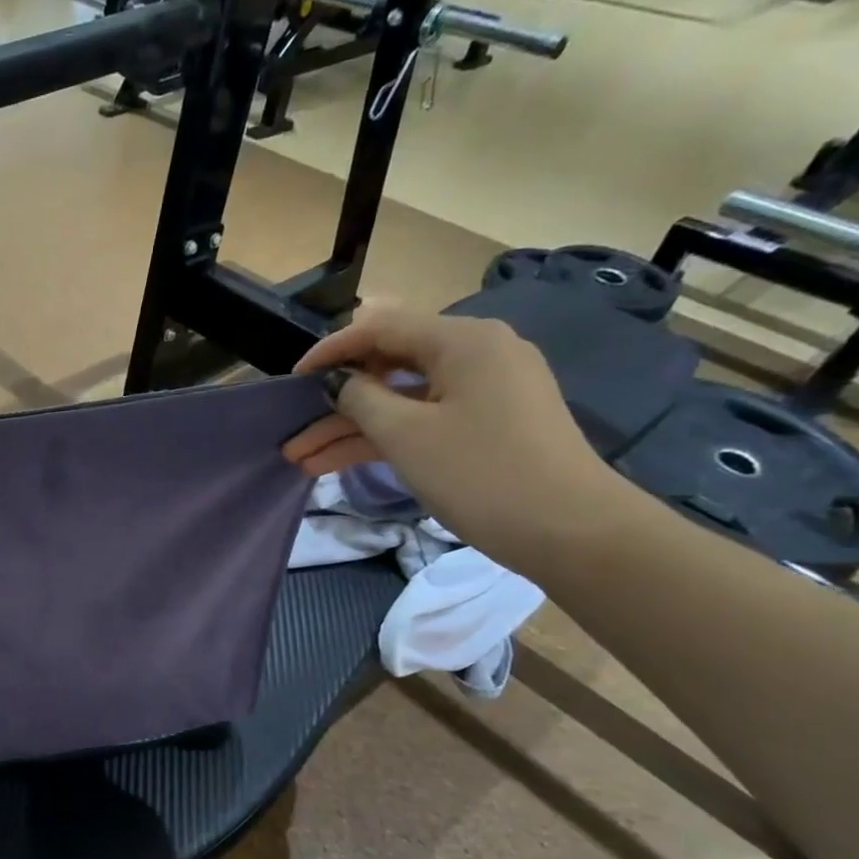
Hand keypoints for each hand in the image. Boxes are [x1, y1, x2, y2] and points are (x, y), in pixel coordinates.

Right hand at [282, 303, 631, 570]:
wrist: (569, 530)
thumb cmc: (480, 473)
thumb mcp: (406, 434)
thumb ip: (360, 399)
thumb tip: (337, 382)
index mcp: (462, 340)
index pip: (380, 328)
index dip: (329, 352)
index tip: (290, 382)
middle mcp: (477, 353)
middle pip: (389, 366)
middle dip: (335, 403)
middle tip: (293, 432)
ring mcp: (485, 390)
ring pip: (402, 400)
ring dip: (352, 428)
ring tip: (302, 461)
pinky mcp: (488, 423)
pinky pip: (425, 419)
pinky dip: (385, 438)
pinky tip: (340, 463)